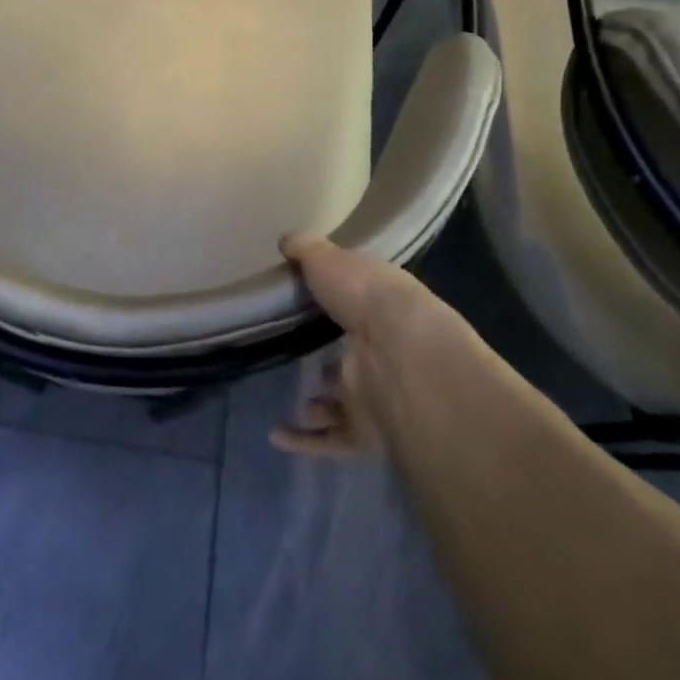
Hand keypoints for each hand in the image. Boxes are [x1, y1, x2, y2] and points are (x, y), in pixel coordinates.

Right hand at [271, 234, 466, 458]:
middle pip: (355, 358)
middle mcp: (385, 352)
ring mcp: (377, 394)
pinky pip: (333, 439)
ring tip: (299, 398)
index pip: (361, 307)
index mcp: (383, 308)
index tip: (312, 304)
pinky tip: (277, 435)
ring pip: (347, 404)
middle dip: (333, 362)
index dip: (340, 306)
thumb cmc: (366, 297)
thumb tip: (288, 239)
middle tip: (304, 357)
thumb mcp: (330, 259)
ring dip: (323, 405)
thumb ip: (307, 250)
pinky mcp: (366, 431)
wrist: (401, 355)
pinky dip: (307, 440)